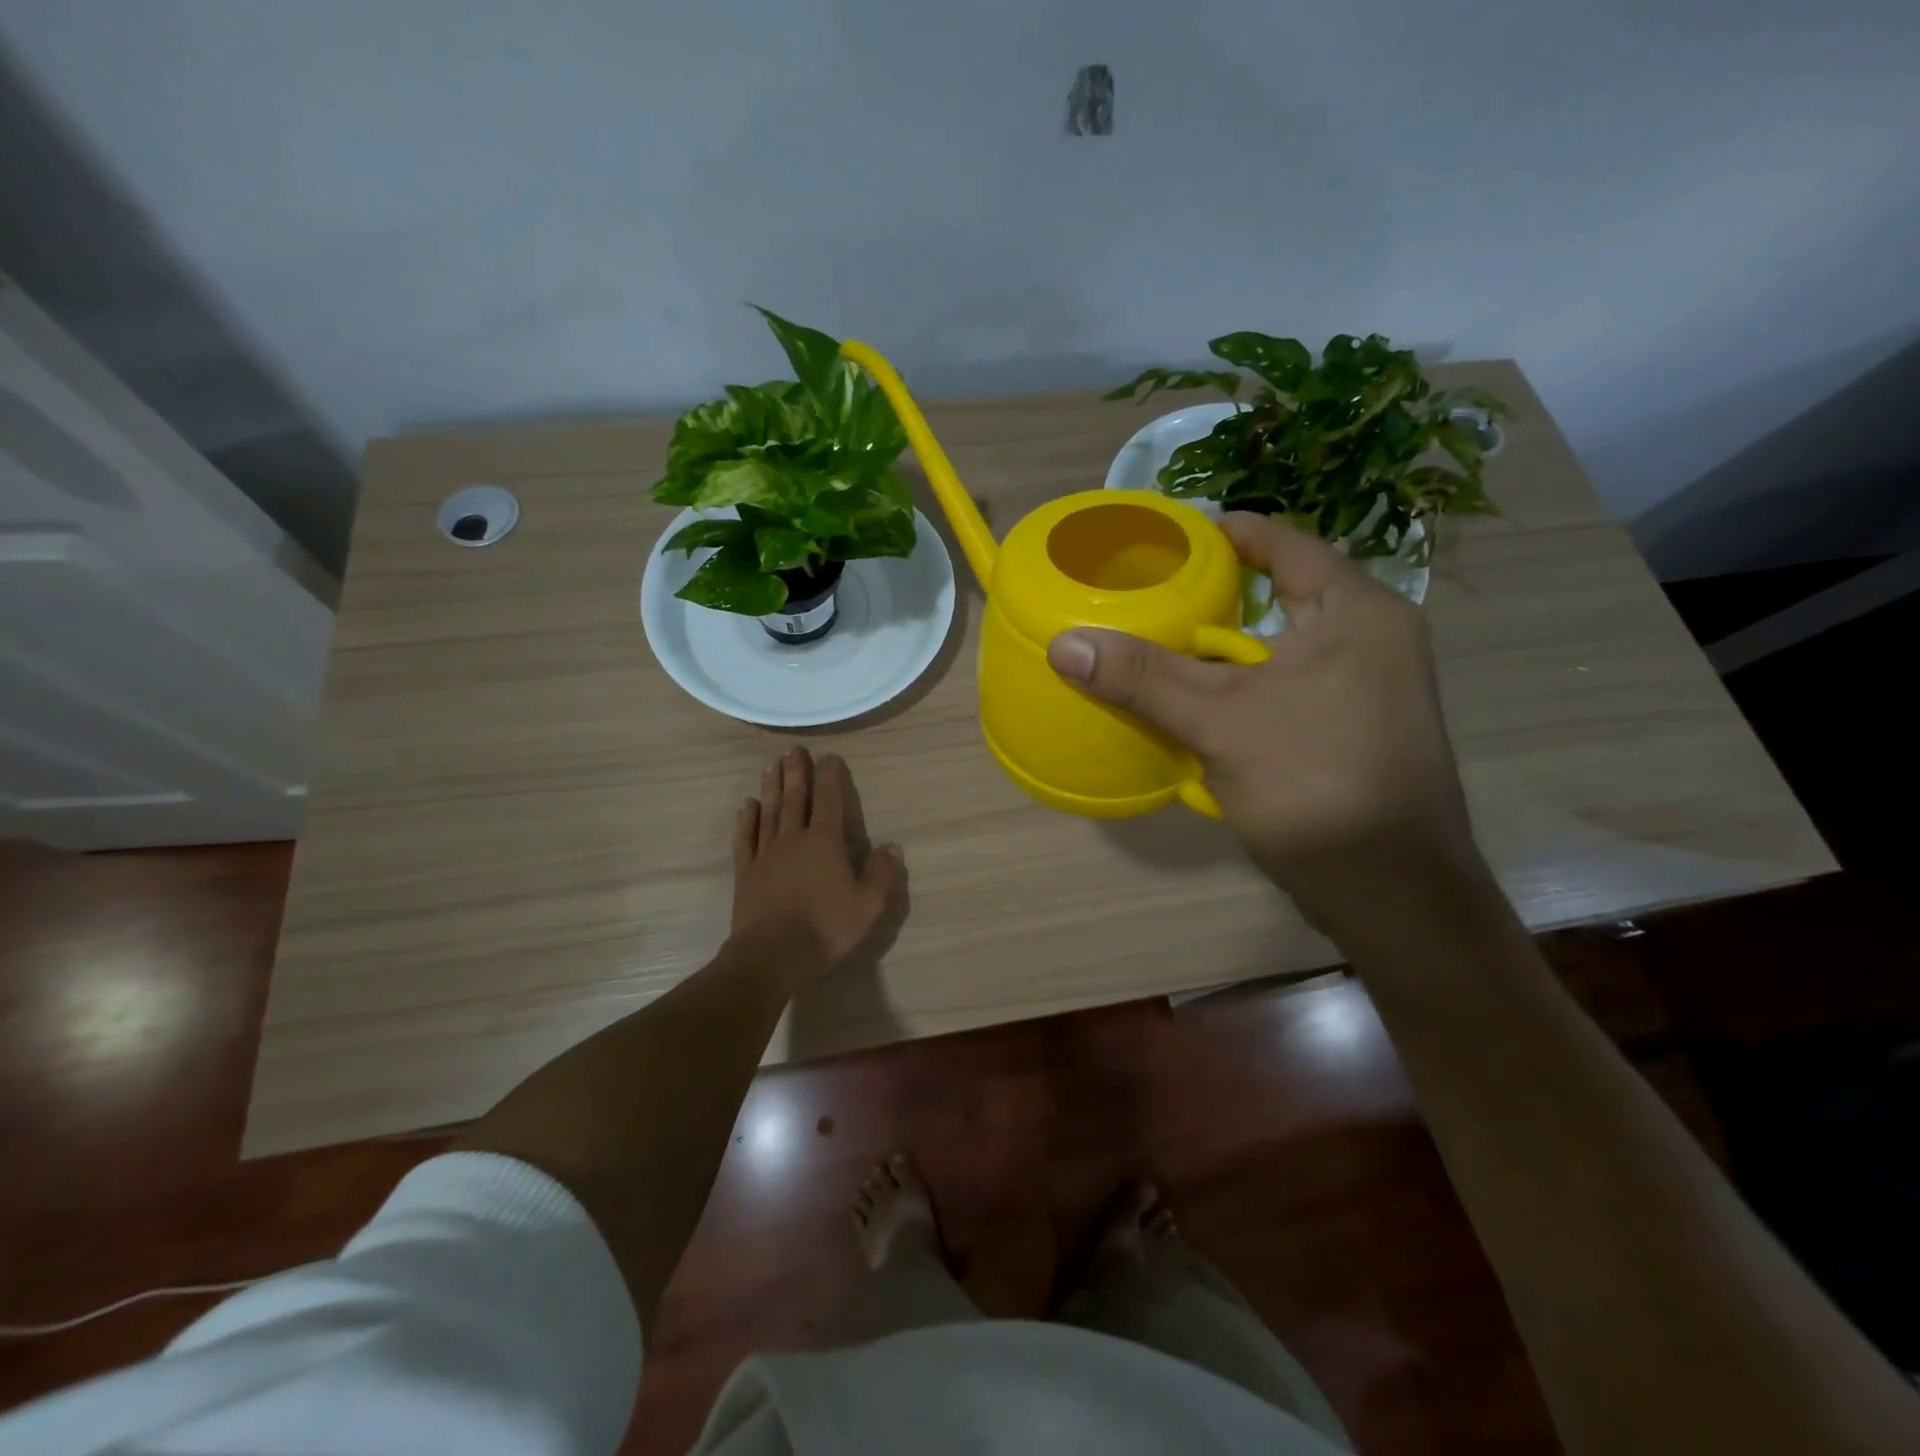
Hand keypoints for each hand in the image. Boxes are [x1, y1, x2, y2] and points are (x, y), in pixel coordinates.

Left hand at [730, 747, 904, 984]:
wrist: (772, 954)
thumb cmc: (825, 928)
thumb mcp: (867, 905)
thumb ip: (881, 873)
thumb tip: (892, 846)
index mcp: (824, 843)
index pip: (829, 801)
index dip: (829, 777)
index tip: (828, 756)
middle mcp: (794, 839)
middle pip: (795, 798)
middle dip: (796, 772)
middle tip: (792, 750)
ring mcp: (766, 854)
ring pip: (769, 812)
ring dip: (771, 787)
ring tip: (771, 765)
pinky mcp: (746, 872)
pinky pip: (746, 838)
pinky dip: (746, 819)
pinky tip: (747, 805)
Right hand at [1046, 512, 1478, 924]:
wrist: (1390, 893)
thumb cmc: (1318, 785)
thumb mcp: (1222, 723)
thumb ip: (1144, 678)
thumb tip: (1064, 643)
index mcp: (1356, 613)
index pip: (1282, 544)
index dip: (1222, 533)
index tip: (1163, 537)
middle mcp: (1367, 640)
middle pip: (1275, 596)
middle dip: (1211, 595)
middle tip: (1145, 591)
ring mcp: (1361, 689)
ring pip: (1273, 650)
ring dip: (1218, 649)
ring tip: (1153, 641)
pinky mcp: (1344, 732)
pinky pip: (1278, 690)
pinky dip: (1234, 689)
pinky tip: (1186, 701)